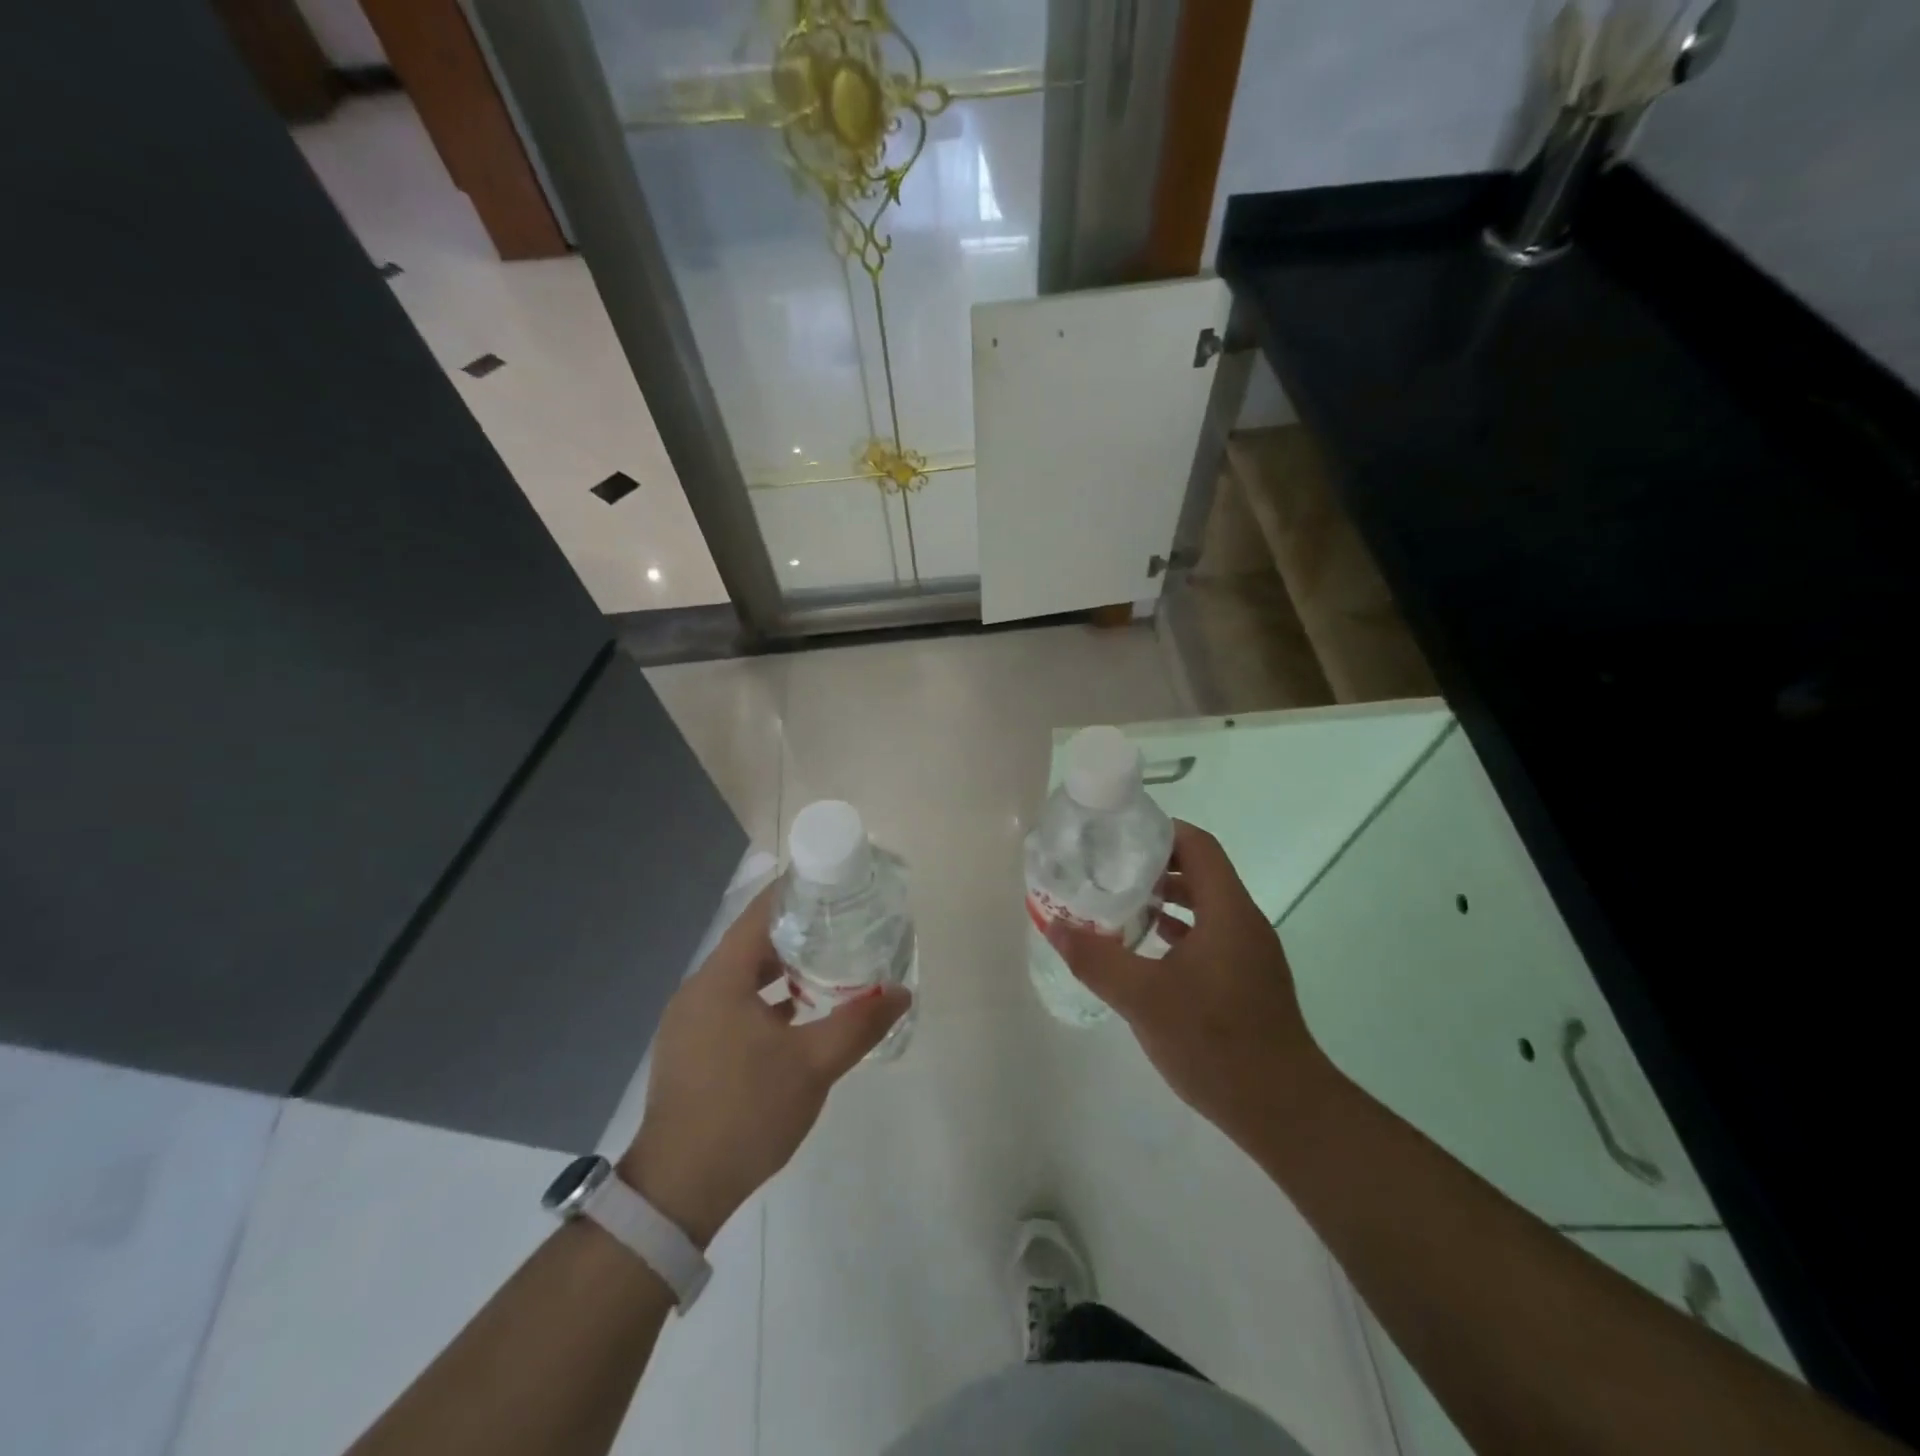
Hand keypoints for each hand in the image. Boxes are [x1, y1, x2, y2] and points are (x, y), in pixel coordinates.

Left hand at [619, 884, 909, 1246]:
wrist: (678, 1191)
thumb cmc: (746, 1113)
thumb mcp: (813, 1065)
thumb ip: (860, 1023)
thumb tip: (903, 994)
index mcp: (720, 980)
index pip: (759, 914)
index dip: (796, 893)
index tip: (833, 883)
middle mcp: (699, 990)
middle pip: (752, 943)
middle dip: (797, 932)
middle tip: (843, 925)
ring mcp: (689, 1022)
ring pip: (742, 978)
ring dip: (782, 970)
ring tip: (828, 968)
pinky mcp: (690, 1049)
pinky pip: (732, 1005)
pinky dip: (765, 1000)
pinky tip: (797, 1018)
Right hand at [1049, 821, 1336, 1149]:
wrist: (1284, 1110)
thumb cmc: (1214, 1043)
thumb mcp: (1143, 999)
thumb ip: (1096, 959)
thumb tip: (1055, 925)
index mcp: (1227, 911)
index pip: (1198, 845)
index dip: (1160, 831)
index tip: (1118, 834)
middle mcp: (1244, 922)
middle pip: (1201, 871)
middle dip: (1155, 864)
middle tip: (1108, 867)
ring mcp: (1250, 953)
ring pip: (1206, 906)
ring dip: (1167, 898)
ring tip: (1120, 902)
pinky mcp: (1248, 980)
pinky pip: (1211, 935)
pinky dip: (1179, 930)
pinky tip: (1148, 948)